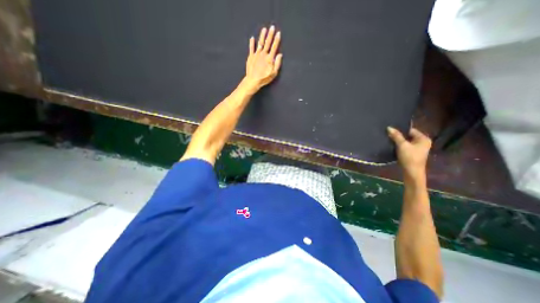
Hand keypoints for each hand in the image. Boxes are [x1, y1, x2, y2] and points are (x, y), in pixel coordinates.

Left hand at [240, 26, 282, 93]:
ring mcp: (256, 55)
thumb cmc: (264, 78)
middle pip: (267, 42)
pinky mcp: (250, 57)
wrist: (253, 80)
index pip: (274, 47)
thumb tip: (280, 54)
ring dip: (262, 36)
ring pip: (260, 43)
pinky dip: (252, 43)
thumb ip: (277, 63)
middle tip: (272, 27)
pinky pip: (251, 48)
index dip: (276, 40)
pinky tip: (252, 38)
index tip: (278, 33)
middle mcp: (263, 54)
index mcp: (269, 58)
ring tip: (264, 29)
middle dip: (270, 34)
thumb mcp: (274, 73)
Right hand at [386, 127, 432, 180]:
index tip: (391, 131)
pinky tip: (393, 146)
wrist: (412, 172)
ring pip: (406, 141)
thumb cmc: (409, 157)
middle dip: (399, 136)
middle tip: (388, 135)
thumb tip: (389, 127)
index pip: (410, 130)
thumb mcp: (402, 145)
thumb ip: (396, 136)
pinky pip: (406, 146)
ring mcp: (418, 148)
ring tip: (389, 140)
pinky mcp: (413, 153)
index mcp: (423, 139)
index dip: (400, 130)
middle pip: (408, 136)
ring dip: (398, 141)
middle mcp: (423, 142)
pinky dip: (399, 146)